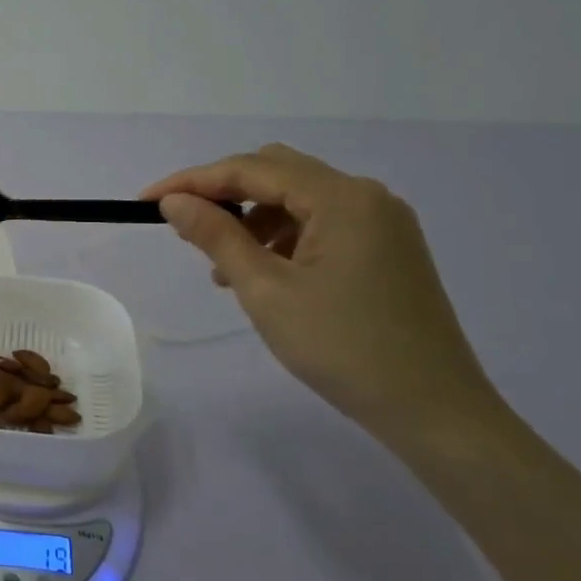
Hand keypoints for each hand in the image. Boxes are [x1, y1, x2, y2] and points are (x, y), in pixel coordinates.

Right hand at [143, 145, 497, 438]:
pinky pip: (319, 223)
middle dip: (223, 194)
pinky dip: (281, 236)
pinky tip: (262, 273)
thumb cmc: (343, 347)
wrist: (435, 411)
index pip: (251, 169)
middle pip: (276, 172)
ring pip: (296, 198)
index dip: (192, 181)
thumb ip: (216, 237)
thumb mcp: (265, 291)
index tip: (145, 202)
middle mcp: (366, 196)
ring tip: (221, 265)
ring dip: (251, 218)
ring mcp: (381, 222)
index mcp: (342, 198)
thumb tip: (173, 201)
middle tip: (183, 226)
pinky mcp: (386, 248)